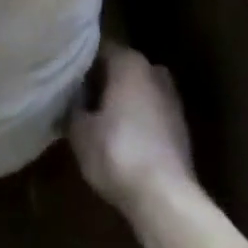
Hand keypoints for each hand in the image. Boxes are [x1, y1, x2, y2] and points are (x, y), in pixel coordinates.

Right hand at [70, 44, 195, 212]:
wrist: (166, 198)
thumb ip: (73, 107)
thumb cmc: (116, 152)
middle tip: (78, 100)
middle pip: (120, 69)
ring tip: (97, 121)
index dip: (81, 64)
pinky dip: (136, 121)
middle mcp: (153, 71)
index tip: (66, 79)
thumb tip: (72, 100)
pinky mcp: (181, 128)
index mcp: (129, 61)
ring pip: (137, 91)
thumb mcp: (79, 131)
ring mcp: (172, 99)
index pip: (99, 49)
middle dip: (101, 82)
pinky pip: (150, 114)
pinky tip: (121, 140)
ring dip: (120, 102)